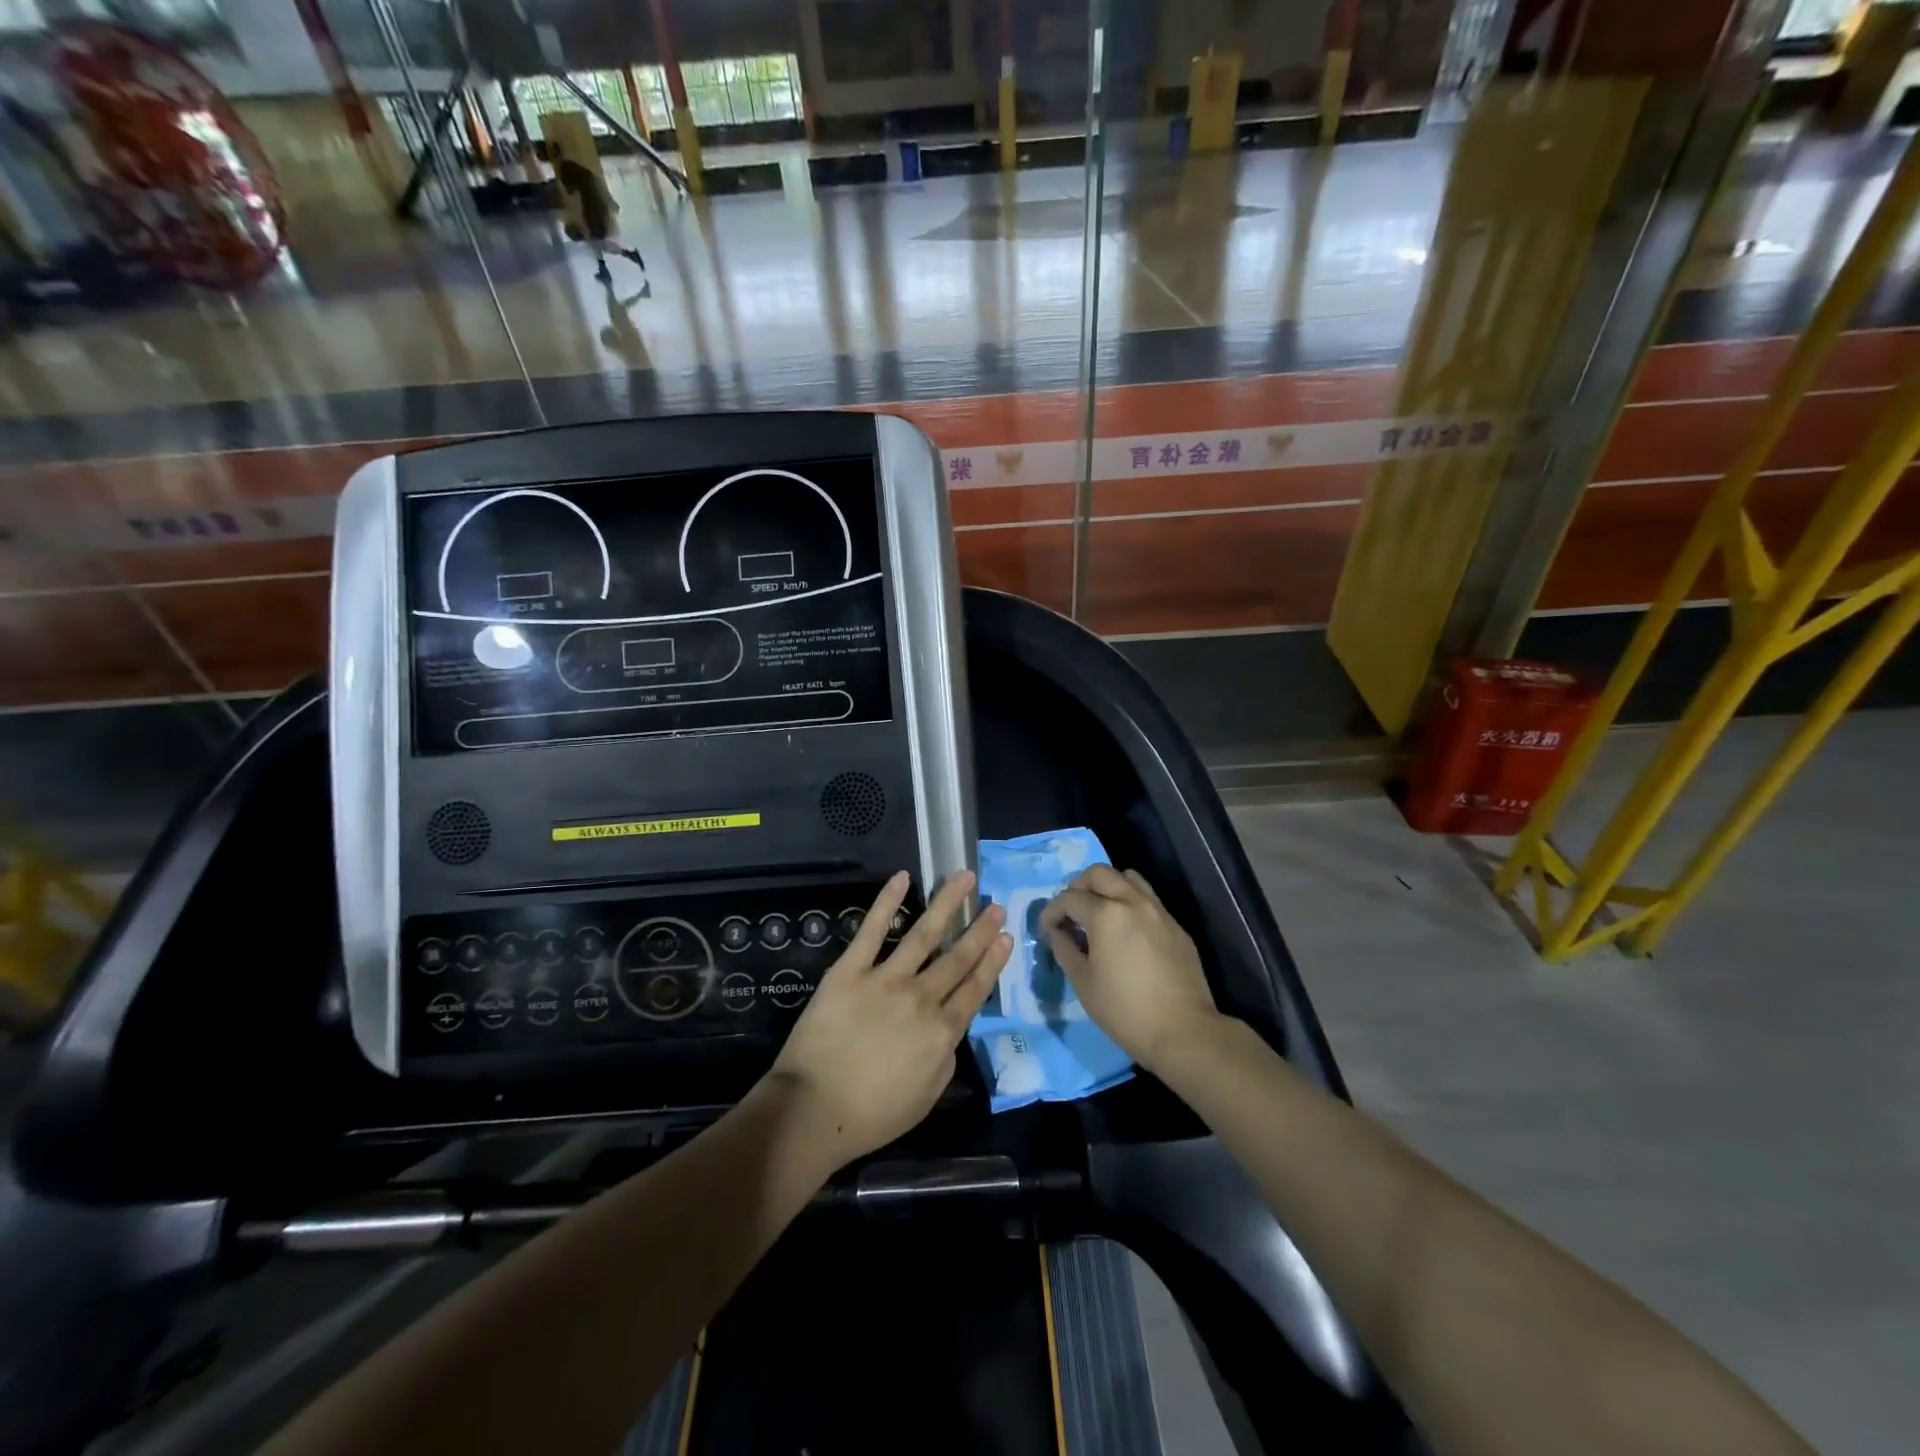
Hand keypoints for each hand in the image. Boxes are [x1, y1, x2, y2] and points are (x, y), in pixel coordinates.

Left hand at [768, 870, 1010, 1168]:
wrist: (813, 1109)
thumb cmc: (871, 1114)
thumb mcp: (926, 1098)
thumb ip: (945, 1057)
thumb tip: (949, 1027)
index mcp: (941, 1032)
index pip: (975, 989)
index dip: (993, 962)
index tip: (1006, 937)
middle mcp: (921, 998)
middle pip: (957, 958)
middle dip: (980, 930)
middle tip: (996, 905)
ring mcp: (885, 979)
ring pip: (924, 934)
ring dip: (947, 904)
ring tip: (965, 877)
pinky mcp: (850, 969)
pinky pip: (872, 930)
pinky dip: (887, 901)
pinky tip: (902, 878)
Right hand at [1040, 865, 1221, 1073]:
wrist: (1183, 1031)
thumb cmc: (1125, 1009)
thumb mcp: (1083, 982)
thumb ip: (1064, 949)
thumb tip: (1056, 932)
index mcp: (1106, 914)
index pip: (1069, 898)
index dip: (1051, 911)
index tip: (1046, 929)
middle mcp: (1133, 901)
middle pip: (1099, 873)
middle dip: (1078, 887)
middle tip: (1071, 912)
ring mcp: (1158, 911)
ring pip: (1128, 878)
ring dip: (1108, 887)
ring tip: (1099, 913)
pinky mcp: (1176, 926)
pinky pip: (1148, 899)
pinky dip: (1130, 902)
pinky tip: (1126, 931)